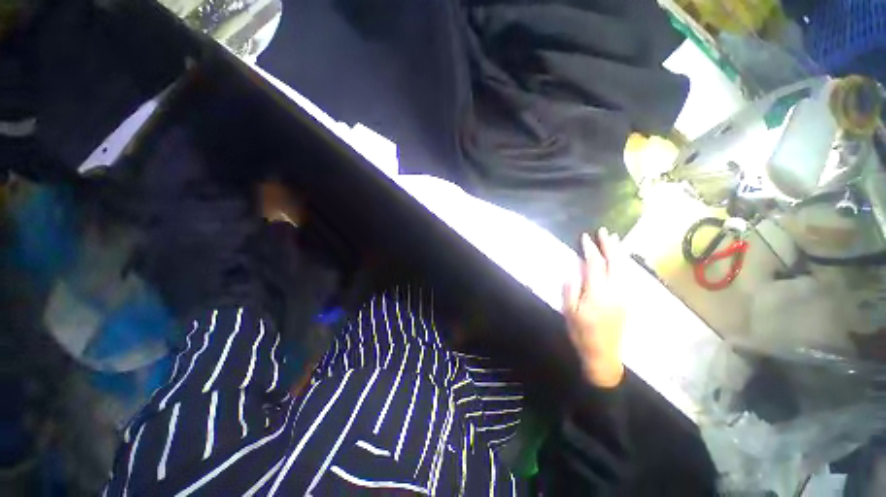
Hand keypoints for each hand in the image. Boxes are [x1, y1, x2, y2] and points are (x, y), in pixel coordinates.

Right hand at [563, 227, 625, 387]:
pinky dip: (622, 263)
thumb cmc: (581, 333)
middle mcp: (615, 291)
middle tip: (604, 231)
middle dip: (609, 245)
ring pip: (624, 268)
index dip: (590, 249)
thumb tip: (573, 269)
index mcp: (597, 293)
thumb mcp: (569, 311)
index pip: (594, 265)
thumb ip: (571, 288)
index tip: (585, 237)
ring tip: (615, 239)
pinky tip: (619, 259)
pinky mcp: (626, 301)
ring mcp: (623, 296)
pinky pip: (625, 276)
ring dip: (618, 252)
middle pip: (615, 263)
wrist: (603, 355)